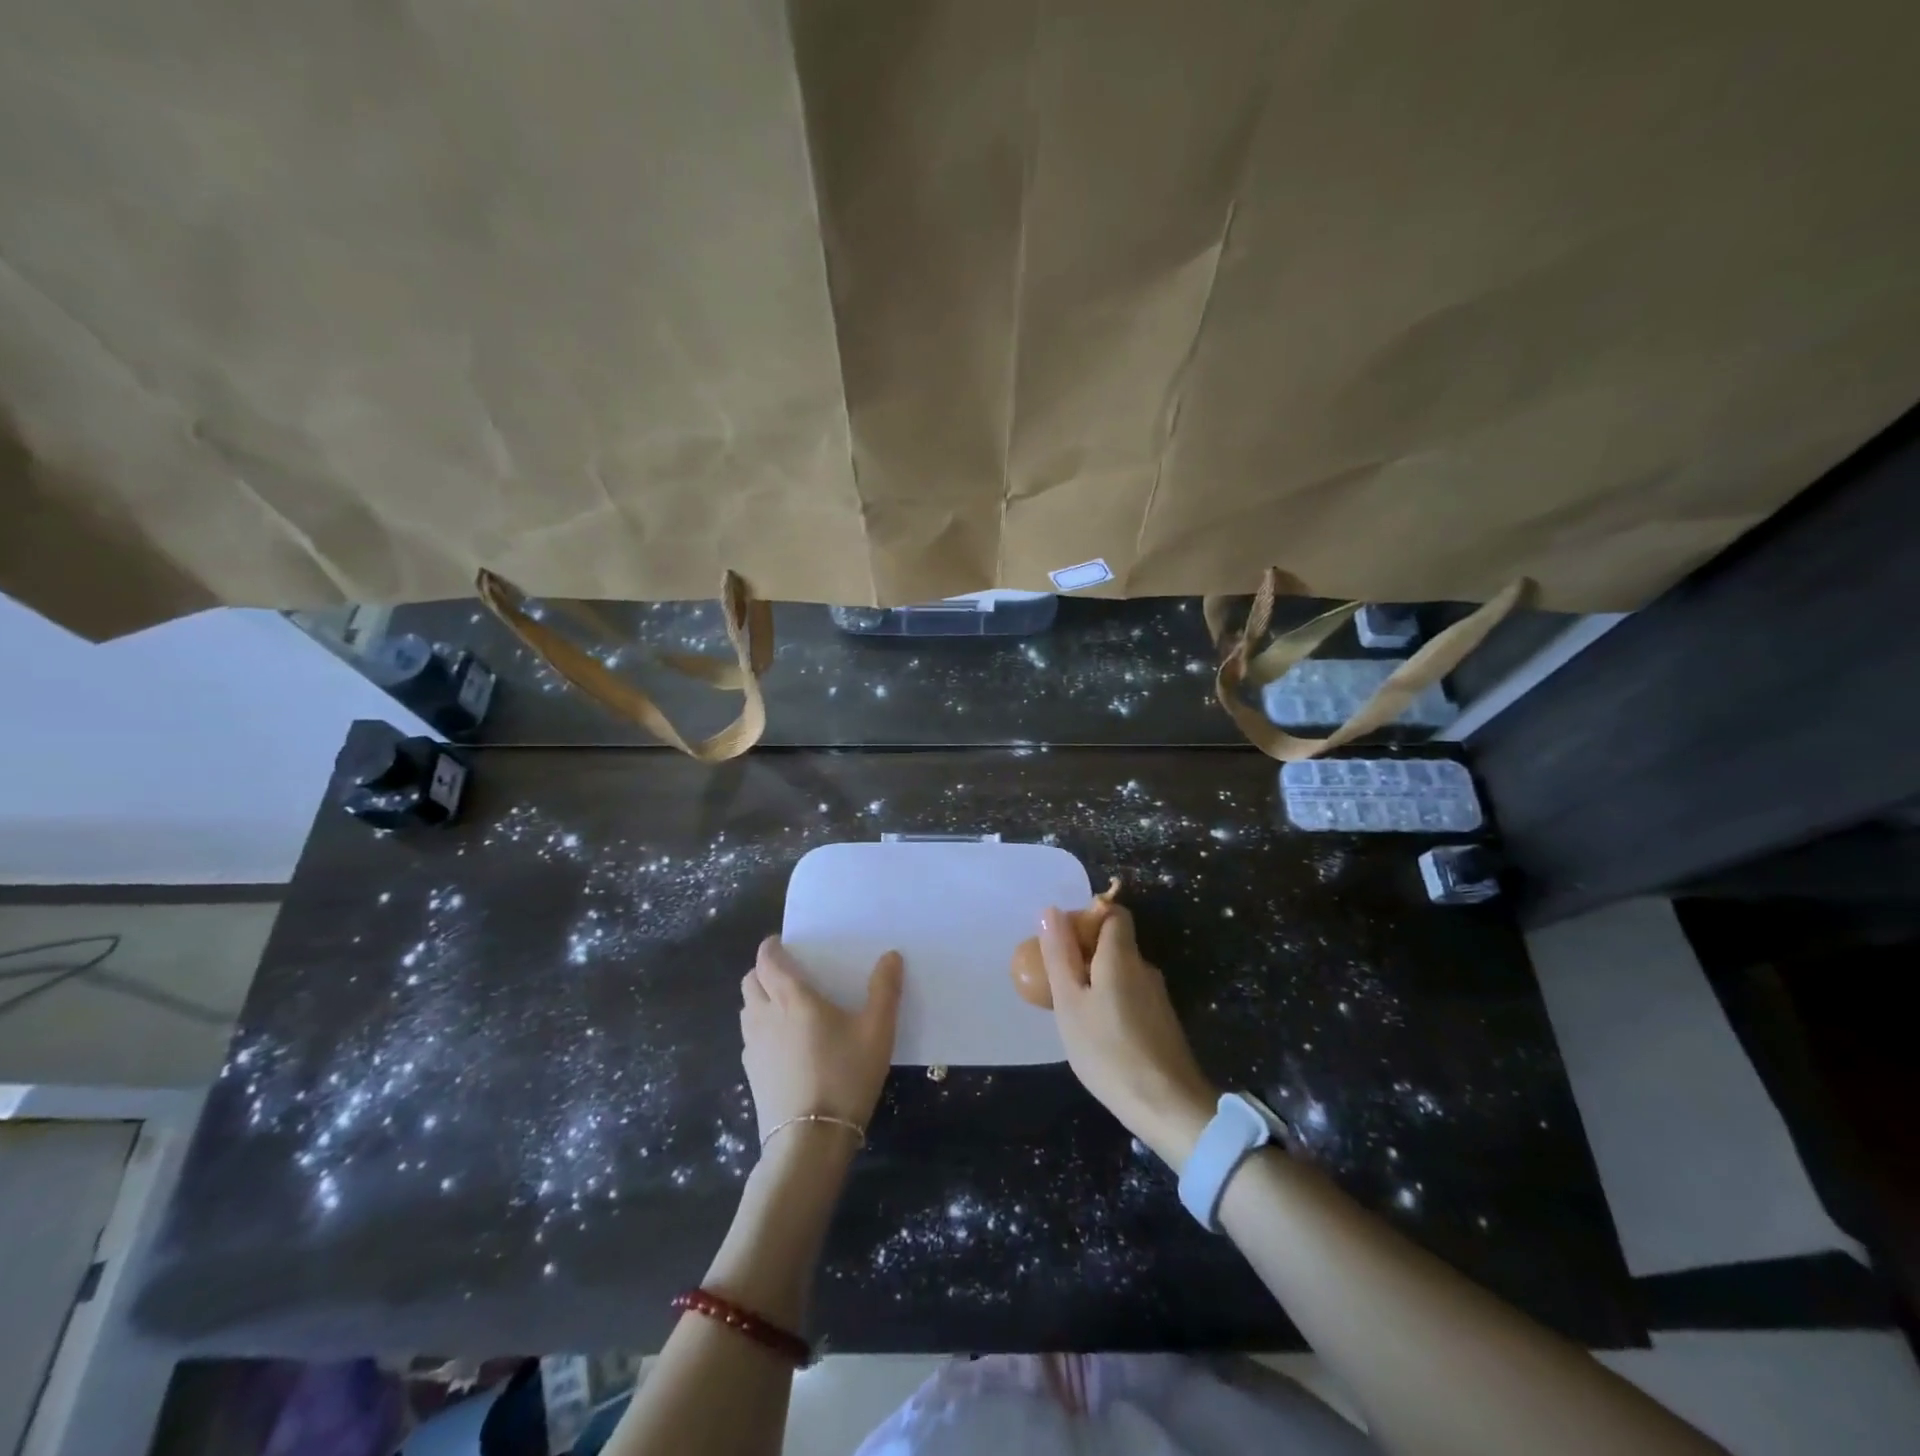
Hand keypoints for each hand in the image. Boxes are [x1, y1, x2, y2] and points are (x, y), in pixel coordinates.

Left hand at [740, 937, 902, 1144]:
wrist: (810, 1140)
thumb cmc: (845, 1076)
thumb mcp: (877, 1031)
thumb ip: (884, 990)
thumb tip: (891, 956)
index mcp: (791, 998)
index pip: (767, 960)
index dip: (771, 947)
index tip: (784, 944)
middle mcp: (764, 1016)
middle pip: (749, 982)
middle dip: (763, 971)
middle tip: (789, 973)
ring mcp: (752, 1048)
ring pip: (746, 1010)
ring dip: (759, 999)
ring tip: (786, 1006)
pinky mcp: (751, 1075)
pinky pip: (749, 1038)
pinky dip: (761, 1029)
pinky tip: (785, 1044)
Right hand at [1039, 905, 1216, 1166]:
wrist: (1168, 1107)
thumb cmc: (1108, 1050)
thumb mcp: (1069, 1003)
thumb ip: (1059, 955)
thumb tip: (1050, 911)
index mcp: (1122, 955)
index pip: (1113, 912)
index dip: (1087, 916)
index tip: (1062, 940)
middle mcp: (1145, 968)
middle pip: (1115, 942)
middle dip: (1084, 951)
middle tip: (1056, 979)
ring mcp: (1157, 996)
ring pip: (1122, 971)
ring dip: (1096, 979)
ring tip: (1071, 1009)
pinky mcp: (1162, 1022)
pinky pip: (1130, 995)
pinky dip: (1110, 1000)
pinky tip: (1096, 1031)